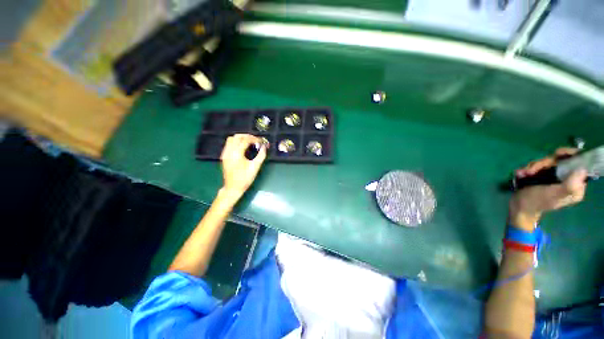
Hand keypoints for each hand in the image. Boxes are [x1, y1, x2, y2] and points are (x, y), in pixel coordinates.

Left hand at [219, 134, 266, 199]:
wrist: (233, 188)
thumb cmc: (245, 178)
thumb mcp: (255, 167)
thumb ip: (261, 155)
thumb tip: (264, 147)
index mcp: (236, 154)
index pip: (245, 140)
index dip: (254, 139)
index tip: (261, 141)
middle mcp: (229, 151)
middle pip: (237, 137)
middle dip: (247, 136)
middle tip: (256, 140)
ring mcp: (225, 153)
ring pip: (231, 139)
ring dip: (241, 138)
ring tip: (249, 142)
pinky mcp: (224, 156)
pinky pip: (229, 144)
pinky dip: (236, 142)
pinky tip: (242, 147)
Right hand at [510, 148, 587, 229]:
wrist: (519, 207)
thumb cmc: (536, 201)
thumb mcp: (554, 194)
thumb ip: (570, 185)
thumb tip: (583, 169)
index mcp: (576, 186)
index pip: (578, 165)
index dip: (569, 156)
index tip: (557, 153)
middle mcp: (568, 180)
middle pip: (560, 161)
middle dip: (543, 163)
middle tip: (531, 170)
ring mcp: (555, 178)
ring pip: (547, 163)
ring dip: (533, 166)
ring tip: (523, 174)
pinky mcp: (544, 176)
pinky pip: (539, 166)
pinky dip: (528, 169)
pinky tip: (521, 174)